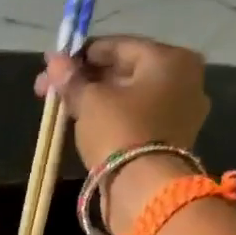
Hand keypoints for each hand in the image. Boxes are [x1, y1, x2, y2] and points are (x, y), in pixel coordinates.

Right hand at [35, 36, 210, 172]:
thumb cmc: (120, 131)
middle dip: (86, 79)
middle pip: (125, 72)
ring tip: (64, 108)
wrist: (144, 189)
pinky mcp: (171, 140)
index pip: (118, 46)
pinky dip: (113, 117)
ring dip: (97, 99)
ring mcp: (181, 112)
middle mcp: (184, 79)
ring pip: (130, 97)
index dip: (81, 54)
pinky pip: (137, 118)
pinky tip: (87, 124)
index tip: (53, 64)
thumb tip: (54, 61)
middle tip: (50, 90)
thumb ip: (72, 79)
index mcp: (170, 59)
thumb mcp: (90, 101)